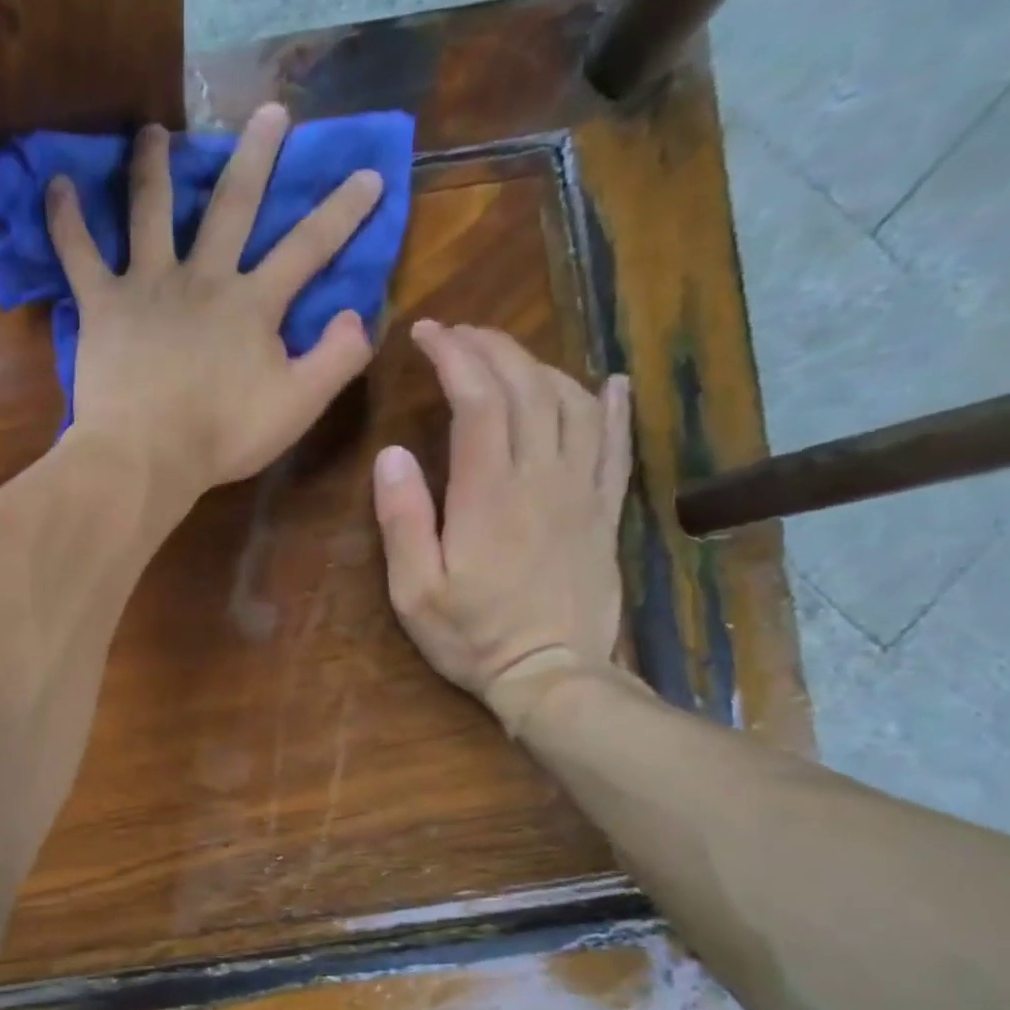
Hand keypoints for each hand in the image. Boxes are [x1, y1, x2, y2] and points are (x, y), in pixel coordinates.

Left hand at [47, 103, 384, 499]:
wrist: (145, 457)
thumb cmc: (221, 436)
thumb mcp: (297, 406)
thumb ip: (337, 359)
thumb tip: (358, 314)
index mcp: (252, 304)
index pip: (308, 247)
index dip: (343, 211)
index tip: (370, 173)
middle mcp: (202, 278)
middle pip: (233, 204)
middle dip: (257, 155)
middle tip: (270, 111)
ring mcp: (147, 285)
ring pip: (150, 210)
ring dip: (153, 166)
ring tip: (152, 131)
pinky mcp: (102, 305)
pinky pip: (77, 253)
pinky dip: (65, 219)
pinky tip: (56, 183)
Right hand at [372, 322, 632, 732]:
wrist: (553, 675)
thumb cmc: (472, 636)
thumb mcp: (414, 590)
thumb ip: (403, 520)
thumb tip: (391, 455)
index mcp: (489, 495)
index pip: (478, 401)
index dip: (454, 357)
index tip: (428, 333)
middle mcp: (542, 479)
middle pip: (526, 388)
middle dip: (490, 348)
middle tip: (458, 334)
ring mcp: (582, 492)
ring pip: (572, 404)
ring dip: (538, 366)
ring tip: (505, 355)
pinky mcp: (605, 511)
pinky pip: (617, 444)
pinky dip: (612, 406)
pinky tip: (607, 382)